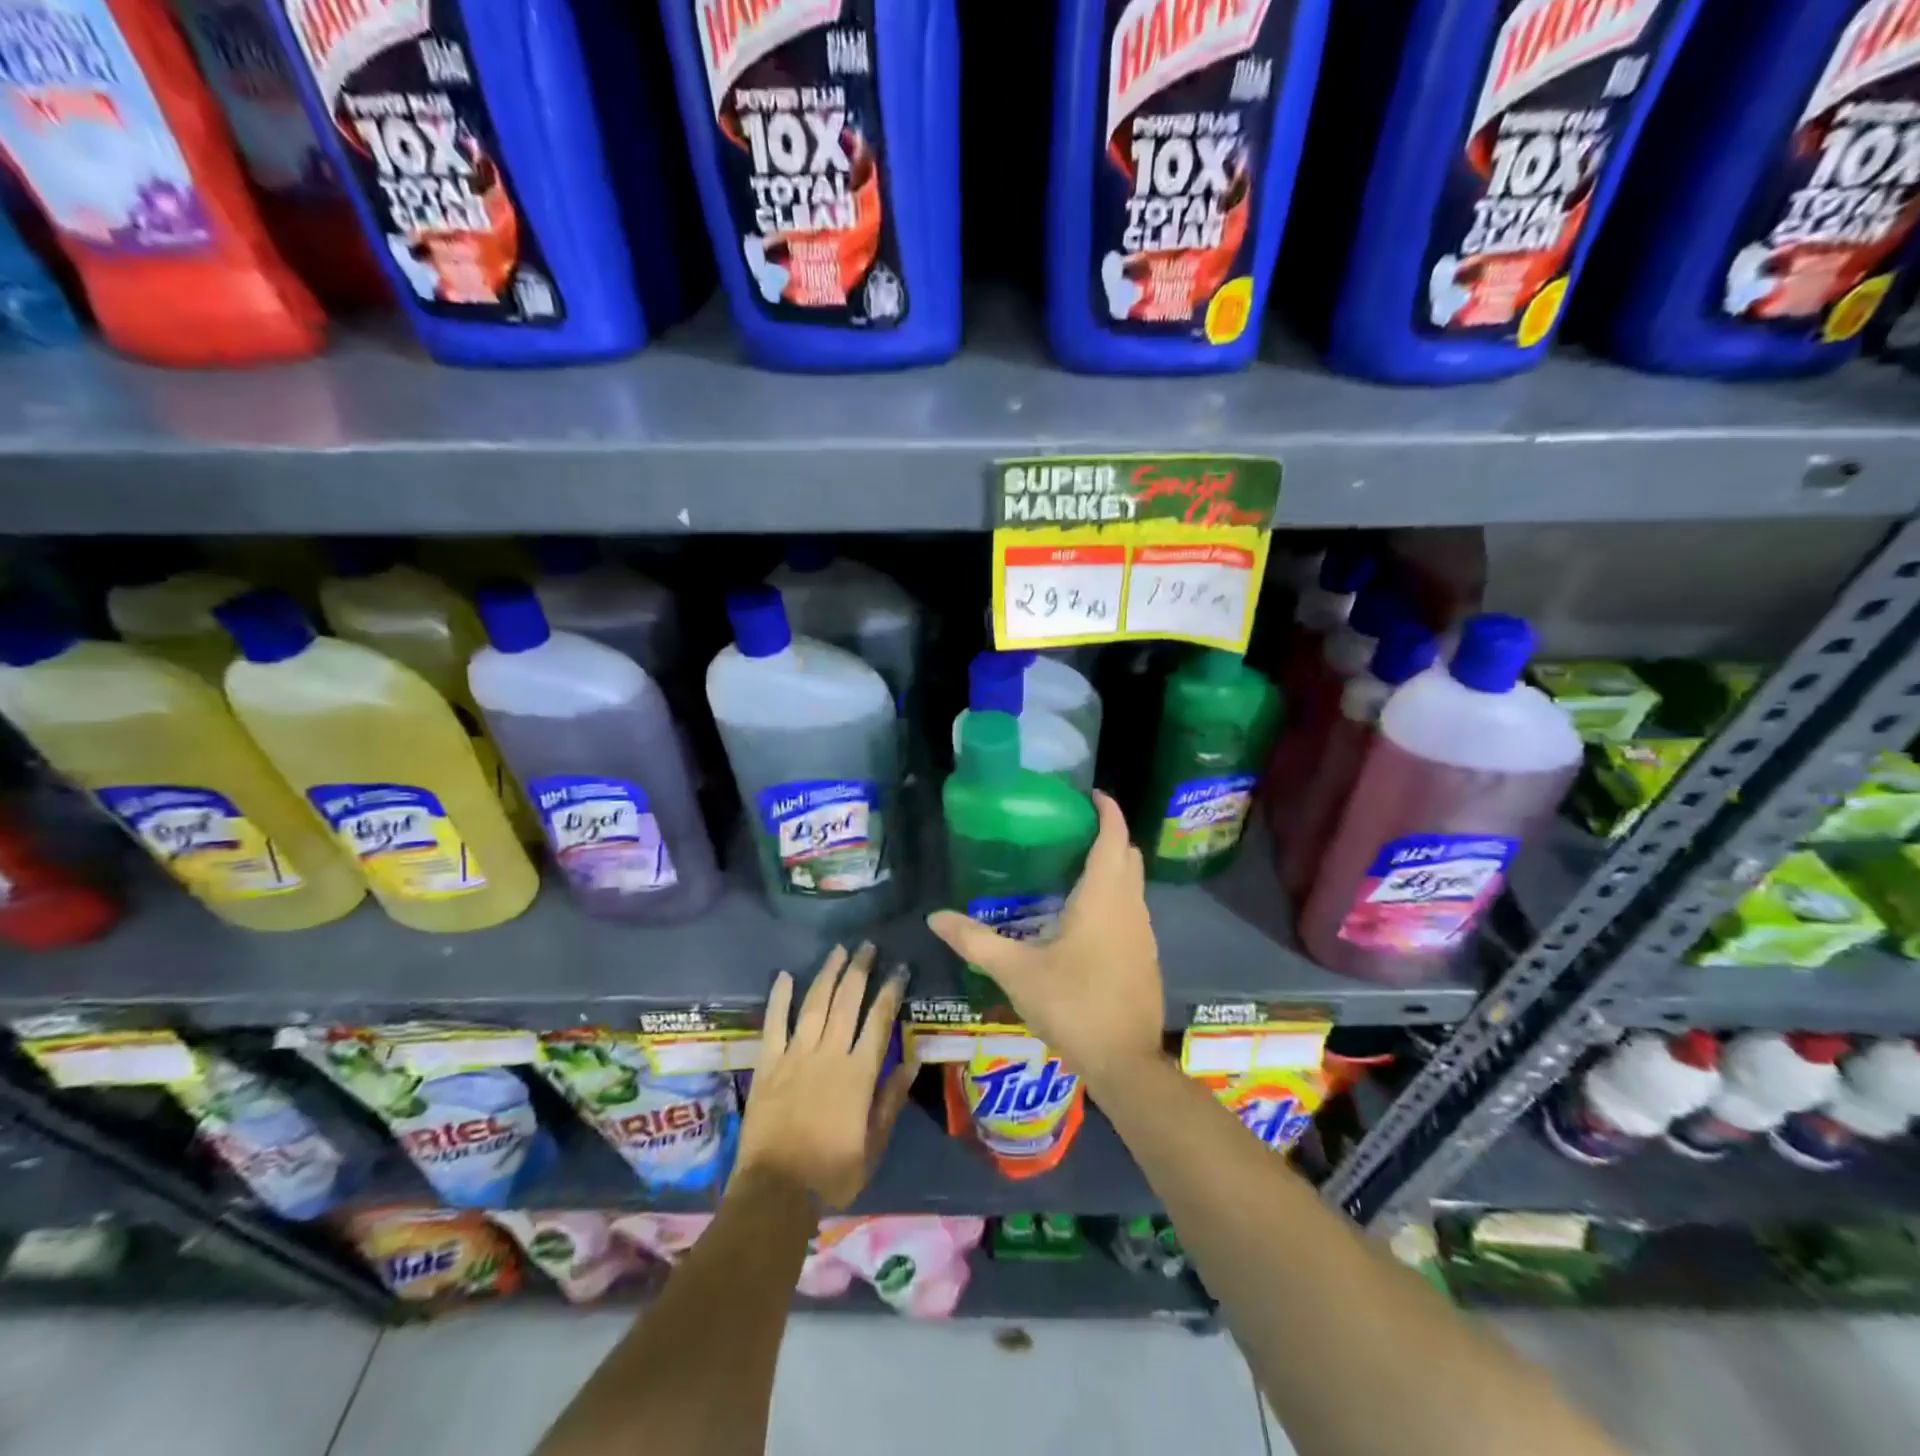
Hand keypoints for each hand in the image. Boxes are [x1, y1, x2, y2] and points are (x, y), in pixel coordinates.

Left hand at [734, 941, 912, 1210]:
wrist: (776, 1193)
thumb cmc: (832, 1173)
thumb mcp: (874, 1145)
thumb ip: (891, 1100)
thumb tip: (913, 1061)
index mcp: (859, 1073)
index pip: (879, 1021)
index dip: (890, 991)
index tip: (899, 968)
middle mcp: (829, 1054)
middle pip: (847, 1002)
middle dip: (859, 970)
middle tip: (868, 945)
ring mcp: (795, 1056)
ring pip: (814, 1004)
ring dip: (828, 974)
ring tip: (839, 950)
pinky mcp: (768, 1065)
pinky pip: (774, 1024)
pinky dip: (779, 999)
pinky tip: (785, 976)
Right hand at [926, 790, 1163, 1086]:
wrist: (1124, 1062)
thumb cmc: (1072, 1004)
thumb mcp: (1016, 972)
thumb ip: (975, 941)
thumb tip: (936, 917)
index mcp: (1103, 897)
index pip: (1114, 837)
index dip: (1108, 810)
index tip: (1090, 794)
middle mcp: (1130, 906)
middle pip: (1128, 855)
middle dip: (1107, 835)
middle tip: (1069, 831)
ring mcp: (1144, 932)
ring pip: (1133, 883)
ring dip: (1112, 867)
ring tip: (1071, 868)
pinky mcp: (1146, 955)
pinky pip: (1132, 908)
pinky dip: (1114, 896)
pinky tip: (1084, 917)